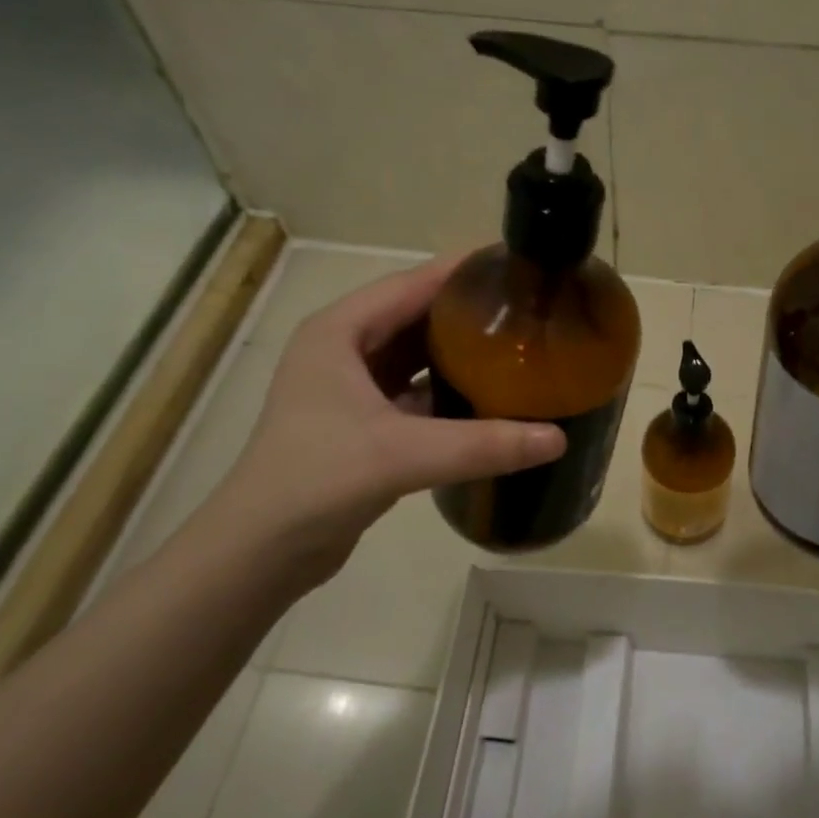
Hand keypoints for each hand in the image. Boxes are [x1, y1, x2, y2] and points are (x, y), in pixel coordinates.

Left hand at [212, 255, 564, 583]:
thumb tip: (558, 439)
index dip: (462, 272)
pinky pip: (414, 392)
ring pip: (415, 356)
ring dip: (458, 353)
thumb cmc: (317, 480)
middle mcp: (343, 350)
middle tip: (528, 310)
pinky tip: (489, 399)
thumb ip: (482, 444)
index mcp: (339, 332)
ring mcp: (350, 388)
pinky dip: (448, 392)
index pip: (411, 284)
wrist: (259, 552)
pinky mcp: (361, 424)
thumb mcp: (403, 454)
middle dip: (467, 313)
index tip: (516, 265)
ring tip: (517, 348)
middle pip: (416, 316)